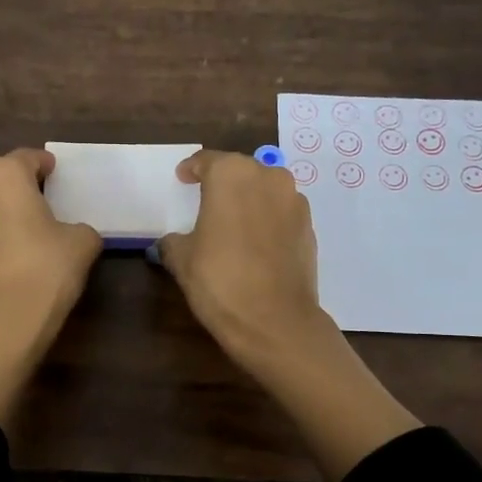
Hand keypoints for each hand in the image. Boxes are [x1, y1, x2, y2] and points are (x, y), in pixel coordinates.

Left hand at [0, 148, 102, 432]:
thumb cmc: (45, 269)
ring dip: (6, 210)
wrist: (1, 323)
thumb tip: (73, 234)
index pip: (29, 158)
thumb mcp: (82, 242)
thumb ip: (80, 228)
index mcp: (3, 173)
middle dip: (23, 187)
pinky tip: (16, 253)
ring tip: (32, 230)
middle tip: (49, 203)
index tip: (60, 178)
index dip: (47, 167)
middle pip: (3, 178)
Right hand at [157, 150, 326, 372]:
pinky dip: (267, 220)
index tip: (182, 178)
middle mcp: (267, 177)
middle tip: (206, 200)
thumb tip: (172, 241)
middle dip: (222, 182)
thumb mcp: (181, 259)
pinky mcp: (310, 227)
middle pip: (239, 170)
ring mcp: (294, 201)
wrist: (275, 320)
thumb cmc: (220, 280)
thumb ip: (173, 241)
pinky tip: (255, 243)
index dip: (191, 169)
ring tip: (233, 222)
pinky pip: (281, 213)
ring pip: (265, 190)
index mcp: (231, 174)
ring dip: (249, 199)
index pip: (206, 161)